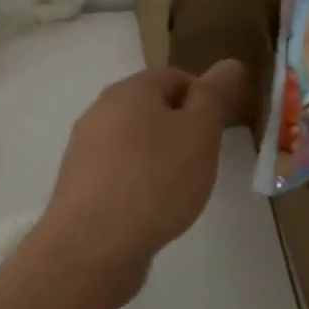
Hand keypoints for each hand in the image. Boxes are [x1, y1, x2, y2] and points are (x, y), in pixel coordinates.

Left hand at [31, 60, 247, 299]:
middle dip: (181, 129)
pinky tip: (150, 210)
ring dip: (159, 158)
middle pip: (151, 109)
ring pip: (133, 142)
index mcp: (129, 91)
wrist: (93, 245)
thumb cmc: (155, 181)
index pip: (175, 77)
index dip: (204, 98)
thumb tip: (229, 63)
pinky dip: (138, 183)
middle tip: (203, 161)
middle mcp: (99, 112)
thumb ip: (215, 95)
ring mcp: (84, 150)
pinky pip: (118, 172)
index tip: (220, 130)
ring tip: (179, 190)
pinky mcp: (79, 186)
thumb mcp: (200, 133)